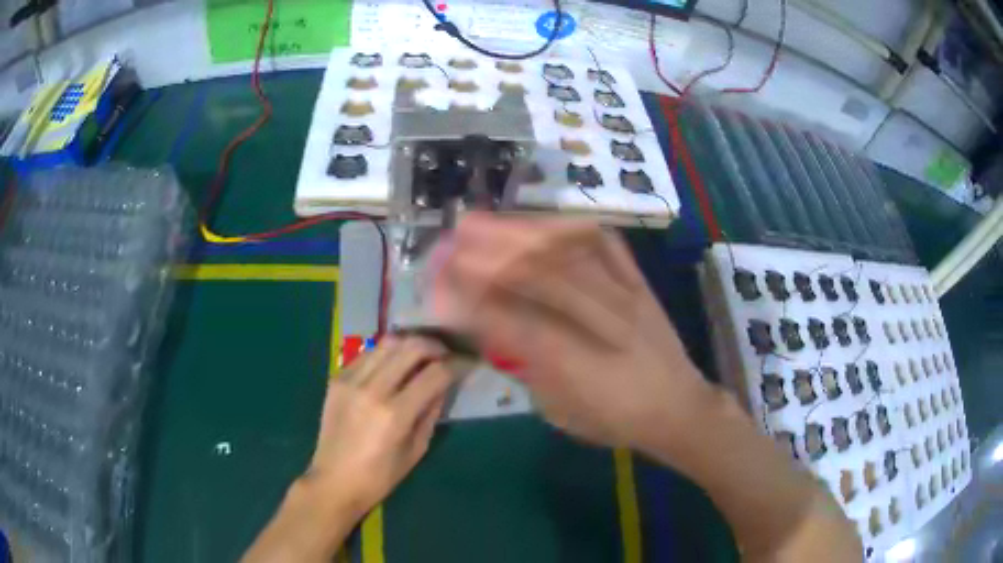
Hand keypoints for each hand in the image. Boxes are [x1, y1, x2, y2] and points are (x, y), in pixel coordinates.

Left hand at [307, 336, 453, 518]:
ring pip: (388, 342)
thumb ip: (431, 413)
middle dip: (435, 346)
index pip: (434, 373)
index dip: (456, 365)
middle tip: (445, 355)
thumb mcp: (416, 450)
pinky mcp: (337, 378)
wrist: (333, 481)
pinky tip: (393, 365)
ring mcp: (351, 380)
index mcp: (395, 414)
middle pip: (411, 347)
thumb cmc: (379, 477)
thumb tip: (442, 385)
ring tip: (421, 354)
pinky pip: (368, 353)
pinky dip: (386, 354)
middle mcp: (372, 389)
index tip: (465, 364)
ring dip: (410, 344)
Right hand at [430, 214, 714, 459]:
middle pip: (535, 274)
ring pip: (566, 250)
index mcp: (573, 363)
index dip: (469, 299)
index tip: (438, 285)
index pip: (509, 319)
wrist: (677, 408)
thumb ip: (525, 366)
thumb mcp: (558, 409)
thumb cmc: (614, 419)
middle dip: (484, 254)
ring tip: (484, 222)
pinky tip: (545, 223)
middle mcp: (598, 320)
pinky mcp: (639, 282)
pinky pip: (605, 242)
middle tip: (450, 240)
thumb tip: (491, 327)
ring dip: (519, 231)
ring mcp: (623, 294)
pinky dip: (571, 227)